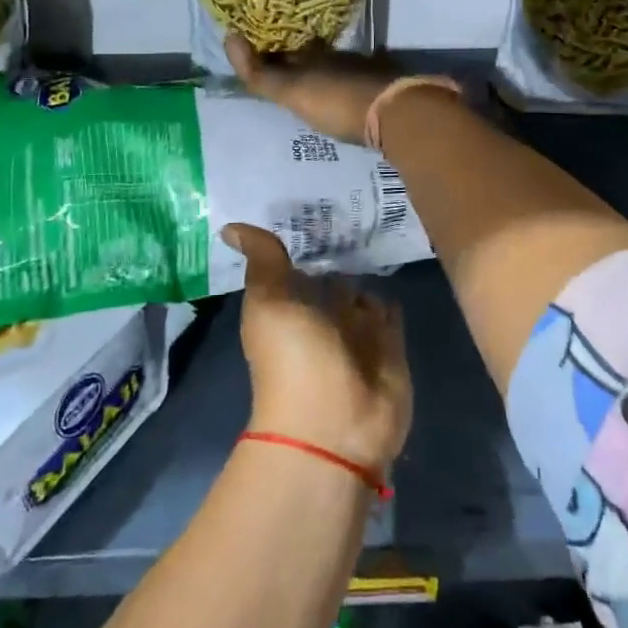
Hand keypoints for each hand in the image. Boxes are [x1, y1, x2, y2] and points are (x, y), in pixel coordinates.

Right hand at [225, 34, 400, 144]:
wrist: (396, 112)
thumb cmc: (337, 101)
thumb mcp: (293, 92)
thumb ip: (261, 74)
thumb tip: (229, 37)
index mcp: (313, 56)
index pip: (285, 50)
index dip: (270, 52)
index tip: (258, 53)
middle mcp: (337, 57)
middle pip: (312, 57)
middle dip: (297, 61)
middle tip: (283, 69)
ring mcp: (364, 70)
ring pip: (336, 67)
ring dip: (323, 72)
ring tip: (312, 84)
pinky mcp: (384, 87)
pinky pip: (359, 80)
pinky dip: (347, 84)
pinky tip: (347, 93)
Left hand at [228, 223, 411, 474]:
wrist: (335, 426)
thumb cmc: (294, 359)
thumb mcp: (270, 302)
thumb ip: (263, 261)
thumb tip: (230, 226)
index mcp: (287, 308)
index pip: (294, 266)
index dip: (299, 239)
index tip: (309, 201)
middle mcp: (320, 319)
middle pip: (330, 279)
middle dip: (339, 251)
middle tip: (353, 205)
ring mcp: (357, 334)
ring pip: (362, 293)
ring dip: (366, 272)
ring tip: (377, 227)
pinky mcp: (390, 346)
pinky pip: (389, 313)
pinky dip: (389, 297)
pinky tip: (396, 269)